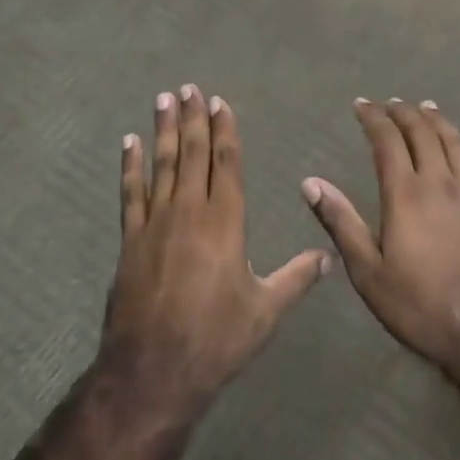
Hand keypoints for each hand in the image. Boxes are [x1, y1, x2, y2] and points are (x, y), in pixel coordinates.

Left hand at [105, 85, 331, 408]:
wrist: (153, 371)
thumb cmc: (216, 340)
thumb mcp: (265, 312)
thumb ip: (297, 278)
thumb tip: (330, 257)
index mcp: (225, 222)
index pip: (226, 163)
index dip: (224, 131)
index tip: (219, 103)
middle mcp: (190, 211)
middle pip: (192, 153)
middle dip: (192, 119)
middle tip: (189, 88)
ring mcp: (155, 223)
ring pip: (161, 164)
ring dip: (162, 130)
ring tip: (163, 99)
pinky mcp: (130, 239)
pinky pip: (130, 193)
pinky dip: (130, 165)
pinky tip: (129, 142)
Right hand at [302, 99, 459, 377]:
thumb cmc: (419, 305)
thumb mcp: (368, 272)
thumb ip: (340, 222)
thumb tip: (310, 183)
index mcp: (405, 194)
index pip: (387, 140)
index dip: (373, 118)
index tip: (361, 105)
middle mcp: (439, 182)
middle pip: (422, 132)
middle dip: (403, 112)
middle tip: (389, 103)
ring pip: (454, 141)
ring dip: (436, 120)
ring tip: (424, 108)